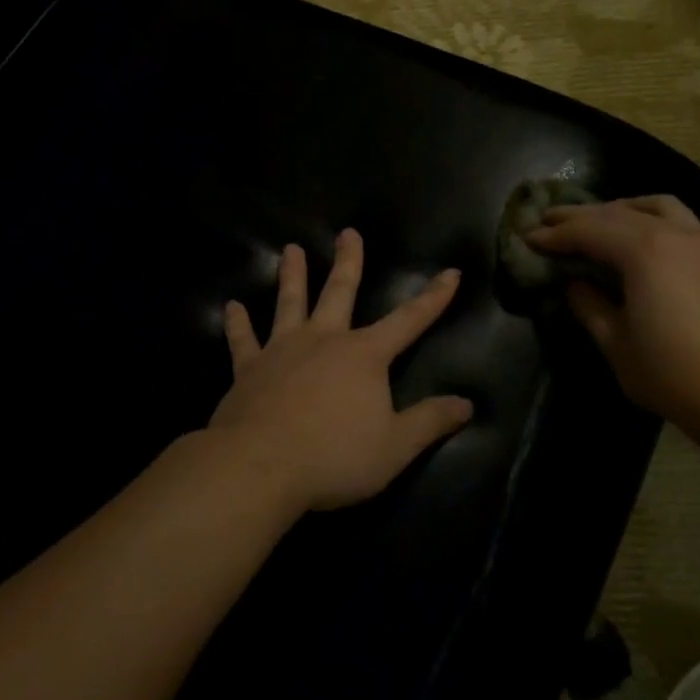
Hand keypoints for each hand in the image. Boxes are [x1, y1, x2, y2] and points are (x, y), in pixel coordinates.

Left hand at [209, 229, 473, 511]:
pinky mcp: (248, 368)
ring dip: (291, 275)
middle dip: (349, 262)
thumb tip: (467, 404)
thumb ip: (431, 422)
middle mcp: (324, 340)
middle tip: (348, 233)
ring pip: (290, 303)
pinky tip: (232, 307)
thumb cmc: (334, 457)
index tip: (451, 272)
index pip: (409, 320)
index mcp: (364, 355)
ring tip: (291, 249)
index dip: (434, 298)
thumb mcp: (395, 447)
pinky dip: (237, 323)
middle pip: (340, 292)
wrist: (260, 467)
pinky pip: (243, 340)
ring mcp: (282, 350)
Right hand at [523, 195, 699, 455]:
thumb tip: (573, 284)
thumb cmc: (672, 374)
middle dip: (580, 215)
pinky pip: (680, 220)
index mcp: (644, 252)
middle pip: (618, 212)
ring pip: (657, 206)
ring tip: (598, 220)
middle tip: (548, 219)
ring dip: (621, 208)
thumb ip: (589, 306)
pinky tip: (642, 239)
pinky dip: (650, 218)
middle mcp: (675, 235)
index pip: (589, 231)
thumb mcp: (616, 344)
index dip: (554, 234)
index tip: (527, 236)